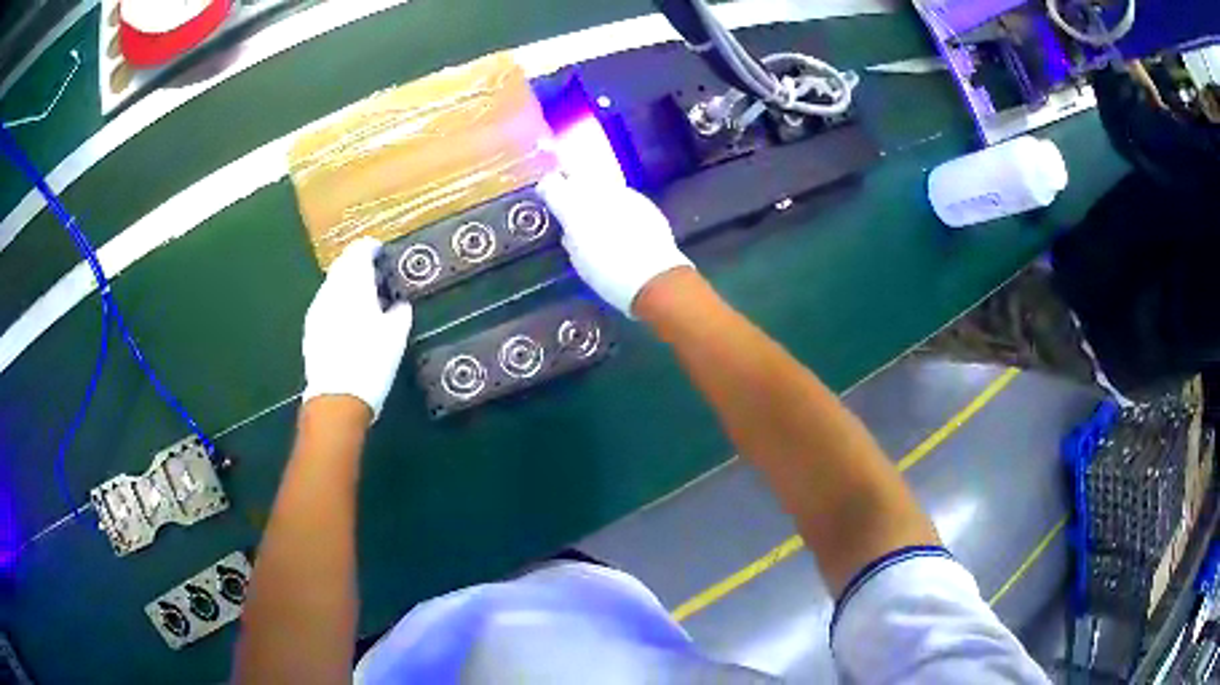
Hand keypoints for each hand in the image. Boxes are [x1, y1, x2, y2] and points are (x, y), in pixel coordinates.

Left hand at [302, 237, 412, 419]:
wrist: (336, 399)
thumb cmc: (371, 363)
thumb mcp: (396, 337)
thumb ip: (399, 312)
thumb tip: (399, 304)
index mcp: (354, 285)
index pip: (360, 251)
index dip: (372, 248)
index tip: (383, 254)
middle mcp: (332, 290)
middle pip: (343, 265)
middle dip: (358, 265)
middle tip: (376, 276)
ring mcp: (318, 309)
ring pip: (333, 284)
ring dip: (347, 284)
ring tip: (364, 300)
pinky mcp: (311, 328)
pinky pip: (326, 303)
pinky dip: (338, 302)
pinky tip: (348, 321)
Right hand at [538, 173, 691, 315]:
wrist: (652, 277)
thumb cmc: (607, 274)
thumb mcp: (578, 258)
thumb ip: (570, 234)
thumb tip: (570, 228)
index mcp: (572, 207)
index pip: (551, 184)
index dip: (548, 190)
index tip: (549, 199)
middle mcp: (596, 191)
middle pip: (577, 174)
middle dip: (572, 184)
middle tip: (571, 202)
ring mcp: (621, 192)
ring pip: (601, 183)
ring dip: (596, 194)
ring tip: (599, 215)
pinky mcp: (642, 200)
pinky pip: (622, 196)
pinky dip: (617, 205)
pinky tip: (622, 223)